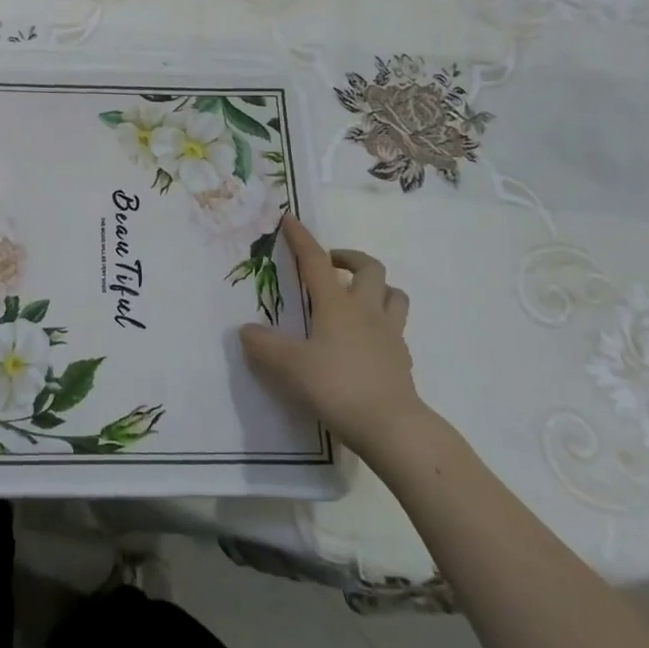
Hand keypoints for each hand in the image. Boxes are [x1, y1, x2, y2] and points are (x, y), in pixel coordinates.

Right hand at [239, 216, 429, 459]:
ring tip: (357, 296)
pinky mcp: (402, 361)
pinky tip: (368, 340)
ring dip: (377, 287)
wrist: (393, 428)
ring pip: (394, 294)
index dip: (302, 238)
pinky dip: (383, 324)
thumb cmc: (337, 387)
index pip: (315, 261)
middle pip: (369, 268)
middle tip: (331, 265)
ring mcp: (389, 335)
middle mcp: (366, 311)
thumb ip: (264, 346)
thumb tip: (247, 331)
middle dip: (350, 258)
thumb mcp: (289, 366)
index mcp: (337, 304)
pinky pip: (396, 329)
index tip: (290, 219)